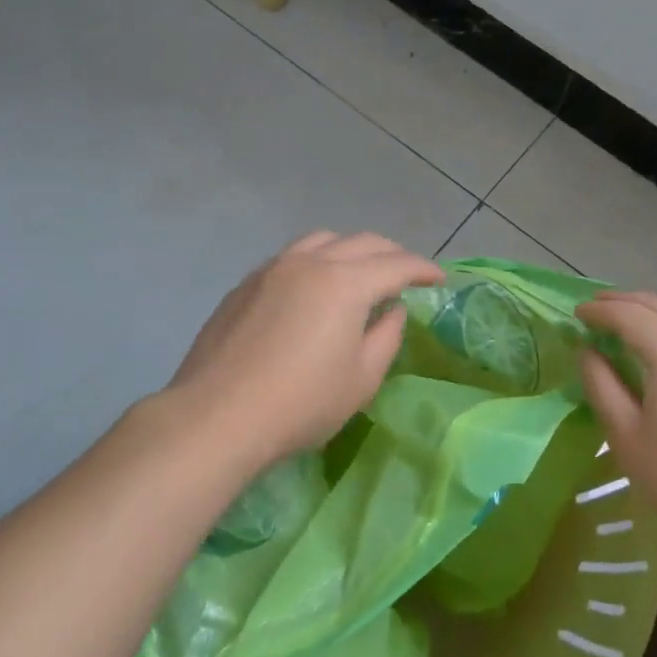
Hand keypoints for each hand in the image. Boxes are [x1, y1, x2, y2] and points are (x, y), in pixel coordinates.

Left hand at [166, 231, 443, 464]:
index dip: (423, 269)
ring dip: (352, 249)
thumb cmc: (301, 403)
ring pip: (323, 240)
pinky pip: (293, 256)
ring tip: (361, 272)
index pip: (396, 264)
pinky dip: (318, 260)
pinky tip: (316, 288)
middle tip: (407, 273)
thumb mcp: (361, 378)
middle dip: (392, 254)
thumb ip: (387, 336)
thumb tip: (393, 309)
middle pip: (362, 242)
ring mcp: (273, 268)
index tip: (439, 278)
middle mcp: (311, 262)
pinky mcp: (247, 283)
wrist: (216, 416)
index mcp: (345, 282)